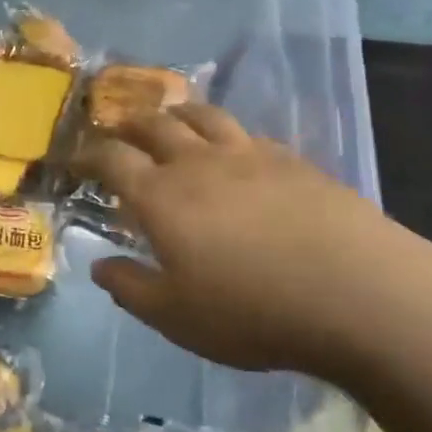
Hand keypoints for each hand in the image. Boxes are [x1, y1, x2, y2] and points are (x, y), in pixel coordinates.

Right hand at [73, 105, 431, 377]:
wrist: (354, 291)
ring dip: (177, 114)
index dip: (89, 154)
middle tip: (118, 130)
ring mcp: (247, 154)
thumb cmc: (253, 311)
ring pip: (202, 116)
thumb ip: (131, 288)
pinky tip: (233, 149)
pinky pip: (245, 133)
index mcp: (162, 197)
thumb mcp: (177, 316)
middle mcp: (198, 163)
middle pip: (154, 125)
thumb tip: (98, 265)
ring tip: (170, 120)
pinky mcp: (289, 158)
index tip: (76, 157)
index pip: (113, 159)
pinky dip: (225, 133)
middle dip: (129, 124)